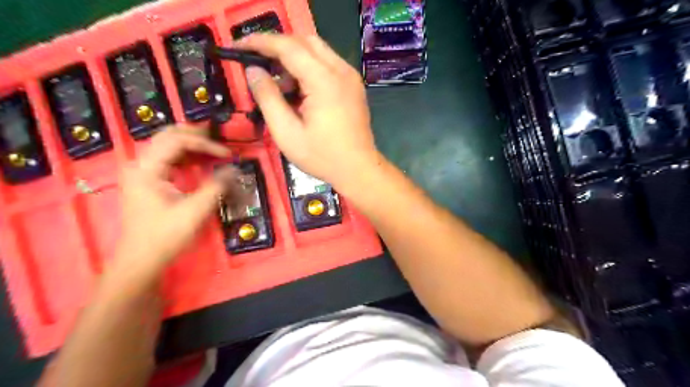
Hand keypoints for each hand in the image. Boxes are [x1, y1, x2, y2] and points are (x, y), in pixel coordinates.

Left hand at [115, 125, 236, 273]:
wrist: (142, 259)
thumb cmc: (166, 235)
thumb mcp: (195, 210)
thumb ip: (216, 186)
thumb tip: (234, 169)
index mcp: (147, 169)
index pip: (177, 141)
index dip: (205, 143)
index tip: (227, 154)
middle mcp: (141, 165)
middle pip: (167, 136)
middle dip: (195, 134)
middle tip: (219, 137)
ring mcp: (142, 172)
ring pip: (166, 146)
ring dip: (191, 144)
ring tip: (213, 147)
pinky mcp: (147, 181)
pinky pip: (167, 159)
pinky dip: (185, 156)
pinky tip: (200, 161)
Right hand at [235, 33, 379, 193]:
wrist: (359, 170)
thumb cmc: (323, 156)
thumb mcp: (287, 133)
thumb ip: (268, 98)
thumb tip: (254, 71)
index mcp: (324, 81)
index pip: (288, 46)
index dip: (259, 42)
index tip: (238, 47)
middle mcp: (341, 71)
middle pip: (304, 41)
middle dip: (278, 47)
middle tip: (259, 65)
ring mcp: (351, 77)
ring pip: (317, 51)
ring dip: (294, 59)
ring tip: (280, 87)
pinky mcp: (354, 86)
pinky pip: (328, 65)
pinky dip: (309, 69)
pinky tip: (300, 92)